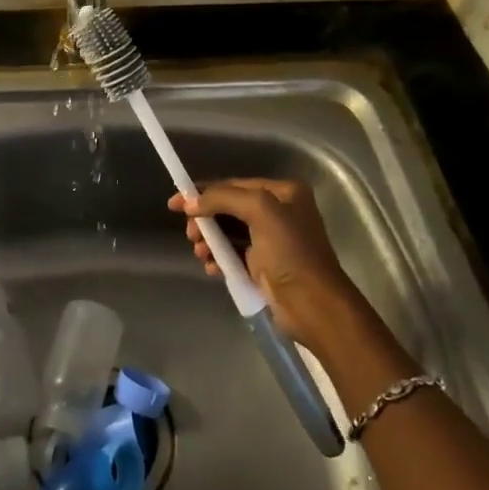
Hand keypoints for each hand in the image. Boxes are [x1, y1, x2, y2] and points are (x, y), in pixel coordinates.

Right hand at [168, 179, 368, 356]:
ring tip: (201, 253)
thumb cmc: (290, 251)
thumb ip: (223, 198)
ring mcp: (271, 240)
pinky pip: (233, 254)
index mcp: (283, 192)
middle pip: (228, 208)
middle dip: (205, 219)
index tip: (174, 204)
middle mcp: (278, 212)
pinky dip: (219, 258)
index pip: (234, 184)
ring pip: (228, 232)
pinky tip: (211, 267)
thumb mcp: (260, 211)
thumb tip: (189, 202)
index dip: (203, 191)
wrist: (313, 305)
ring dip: (209, 240)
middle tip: (191, 234)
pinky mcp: (263, 265)